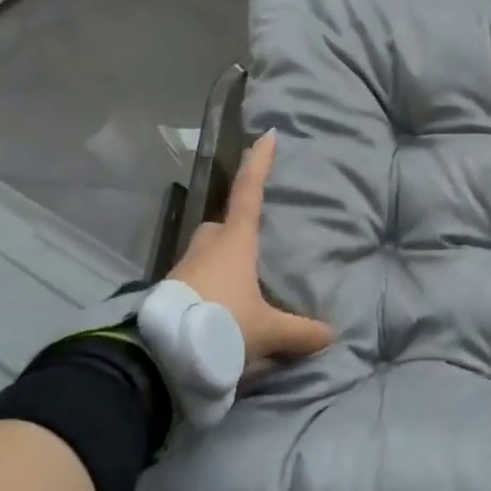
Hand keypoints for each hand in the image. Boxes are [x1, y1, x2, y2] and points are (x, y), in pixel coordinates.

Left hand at [169, 131, 333, 363]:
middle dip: (233, 230)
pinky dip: (207, 289)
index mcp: (235, 242)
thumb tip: (330, 334)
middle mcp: (207, 247)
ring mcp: (183, 269)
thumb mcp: (267, 332)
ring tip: (238, 289)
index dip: (259, 163)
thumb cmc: (222, 325)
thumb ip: (299, 332)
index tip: (265, 135)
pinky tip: (219, 311)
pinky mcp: (167, 293)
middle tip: (252, 248)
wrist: (159, 354)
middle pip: (220, 226)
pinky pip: (193, 281)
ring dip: (219, 264)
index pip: (249, 192)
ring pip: (204, 254)